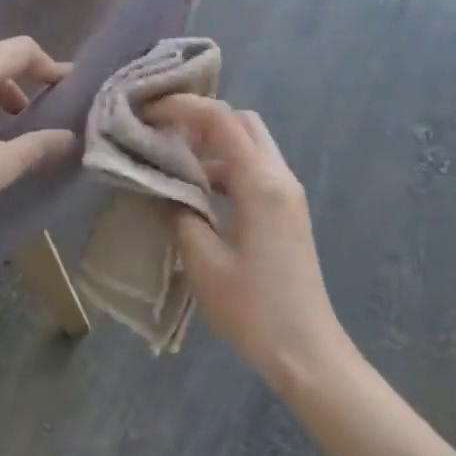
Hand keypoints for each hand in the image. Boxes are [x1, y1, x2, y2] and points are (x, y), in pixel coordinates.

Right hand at [145, 96, 354, 391]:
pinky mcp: (288, 212)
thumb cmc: (253, 308)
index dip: (184, 108)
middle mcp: (280, 177)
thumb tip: (167, 192)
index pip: (222, 121)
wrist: (306, 348)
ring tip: (174, 162)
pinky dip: (228, 169)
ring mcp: (288, 194)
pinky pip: (256, 172)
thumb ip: (181, 216)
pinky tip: (200, 193)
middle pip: (243, 123)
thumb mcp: (204, 263)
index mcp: (261, 183)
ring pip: (251, 147)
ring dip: (215, 147)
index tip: (149, 112)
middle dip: (203, 120)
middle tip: (165, 134)